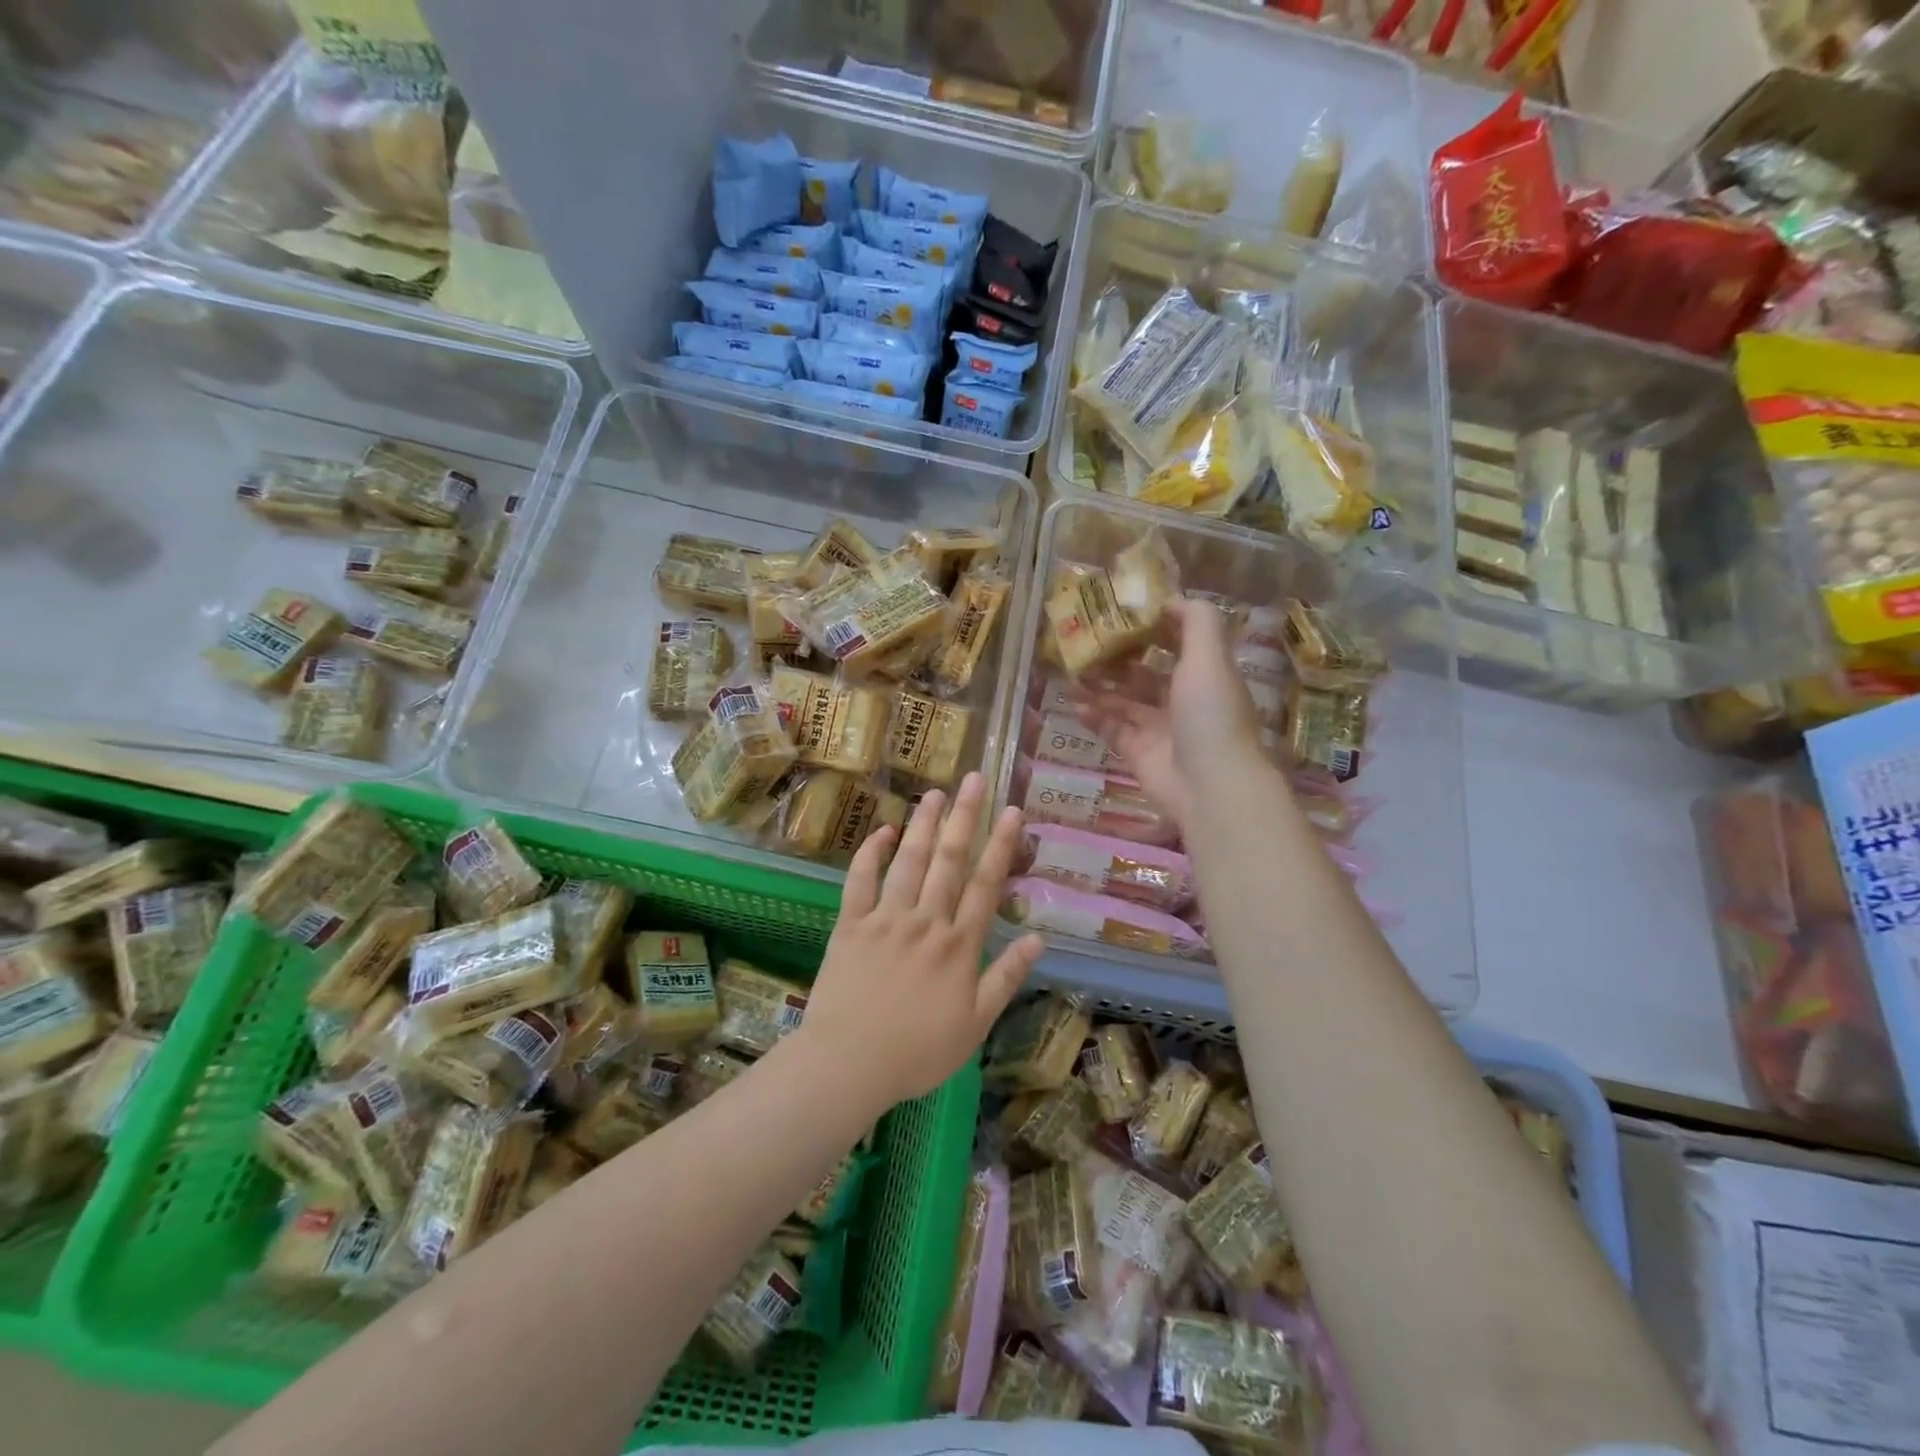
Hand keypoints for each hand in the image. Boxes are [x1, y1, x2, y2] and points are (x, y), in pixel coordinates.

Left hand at [801, 773, 1043, 1108]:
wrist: (849, 1064)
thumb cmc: (918, 1051)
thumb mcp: (975, 1024)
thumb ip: (1006, 977)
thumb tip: (1038, 938)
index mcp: (958, 945)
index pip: (985, 884)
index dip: (1001, 845)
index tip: (1012, 811)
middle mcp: (925, 921)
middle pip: (949, 861)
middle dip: (964, 817)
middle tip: (973, 779)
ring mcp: (886, 919)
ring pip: (908, 861)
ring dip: (923, 825)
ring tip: (935, 792)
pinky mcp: (851, 924)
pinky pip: (860, 881)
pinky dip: (870, 853)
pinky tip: (882, 830)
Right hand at [1080, 598, 1267, 833]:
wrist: (1209, 785)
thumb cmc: (1210, 714)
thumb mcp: (1210, 657)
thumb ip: (1196, 621)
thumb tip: (1170, 599)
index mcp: (1204, 675)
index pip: (1179, 643)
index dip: (1154, 627)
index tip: (1123, 613)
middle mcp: (1182, 700)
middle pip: (1145, 673)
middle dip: (1118, 658)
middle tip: (1086, 643)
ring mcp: (1159, 729)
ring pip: (1124, 701)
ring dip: (1099, 686)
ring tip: (1071, 672)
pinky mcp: (1138, 753)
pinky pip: (1111, 729)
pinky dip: (1094, 717)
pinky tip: (1075, 705)